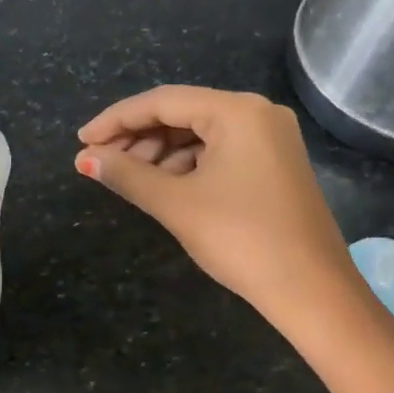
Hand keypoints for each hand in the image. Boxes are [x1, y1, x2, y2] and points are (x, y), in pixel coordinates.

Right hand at [75, 86, 353, 324]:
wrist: (311, 290)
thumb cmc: (241, 238)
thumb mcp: (176, 204)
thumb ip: (127, 174)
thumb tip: (85, 159)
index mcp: (237, 111)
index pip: (162, 102)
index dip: (115, 120)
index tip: (81, 141)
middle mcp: (257, 114)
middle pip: (182, 114)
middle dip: (137, 137)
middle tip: (100, 162)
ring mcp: (270, 139)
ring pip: (200, 134)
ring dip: (160, 153)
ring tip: (127, 178)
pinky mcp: (274, 165)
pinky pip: (219, 152)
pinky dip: (187, 165)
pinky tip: (164, 186)